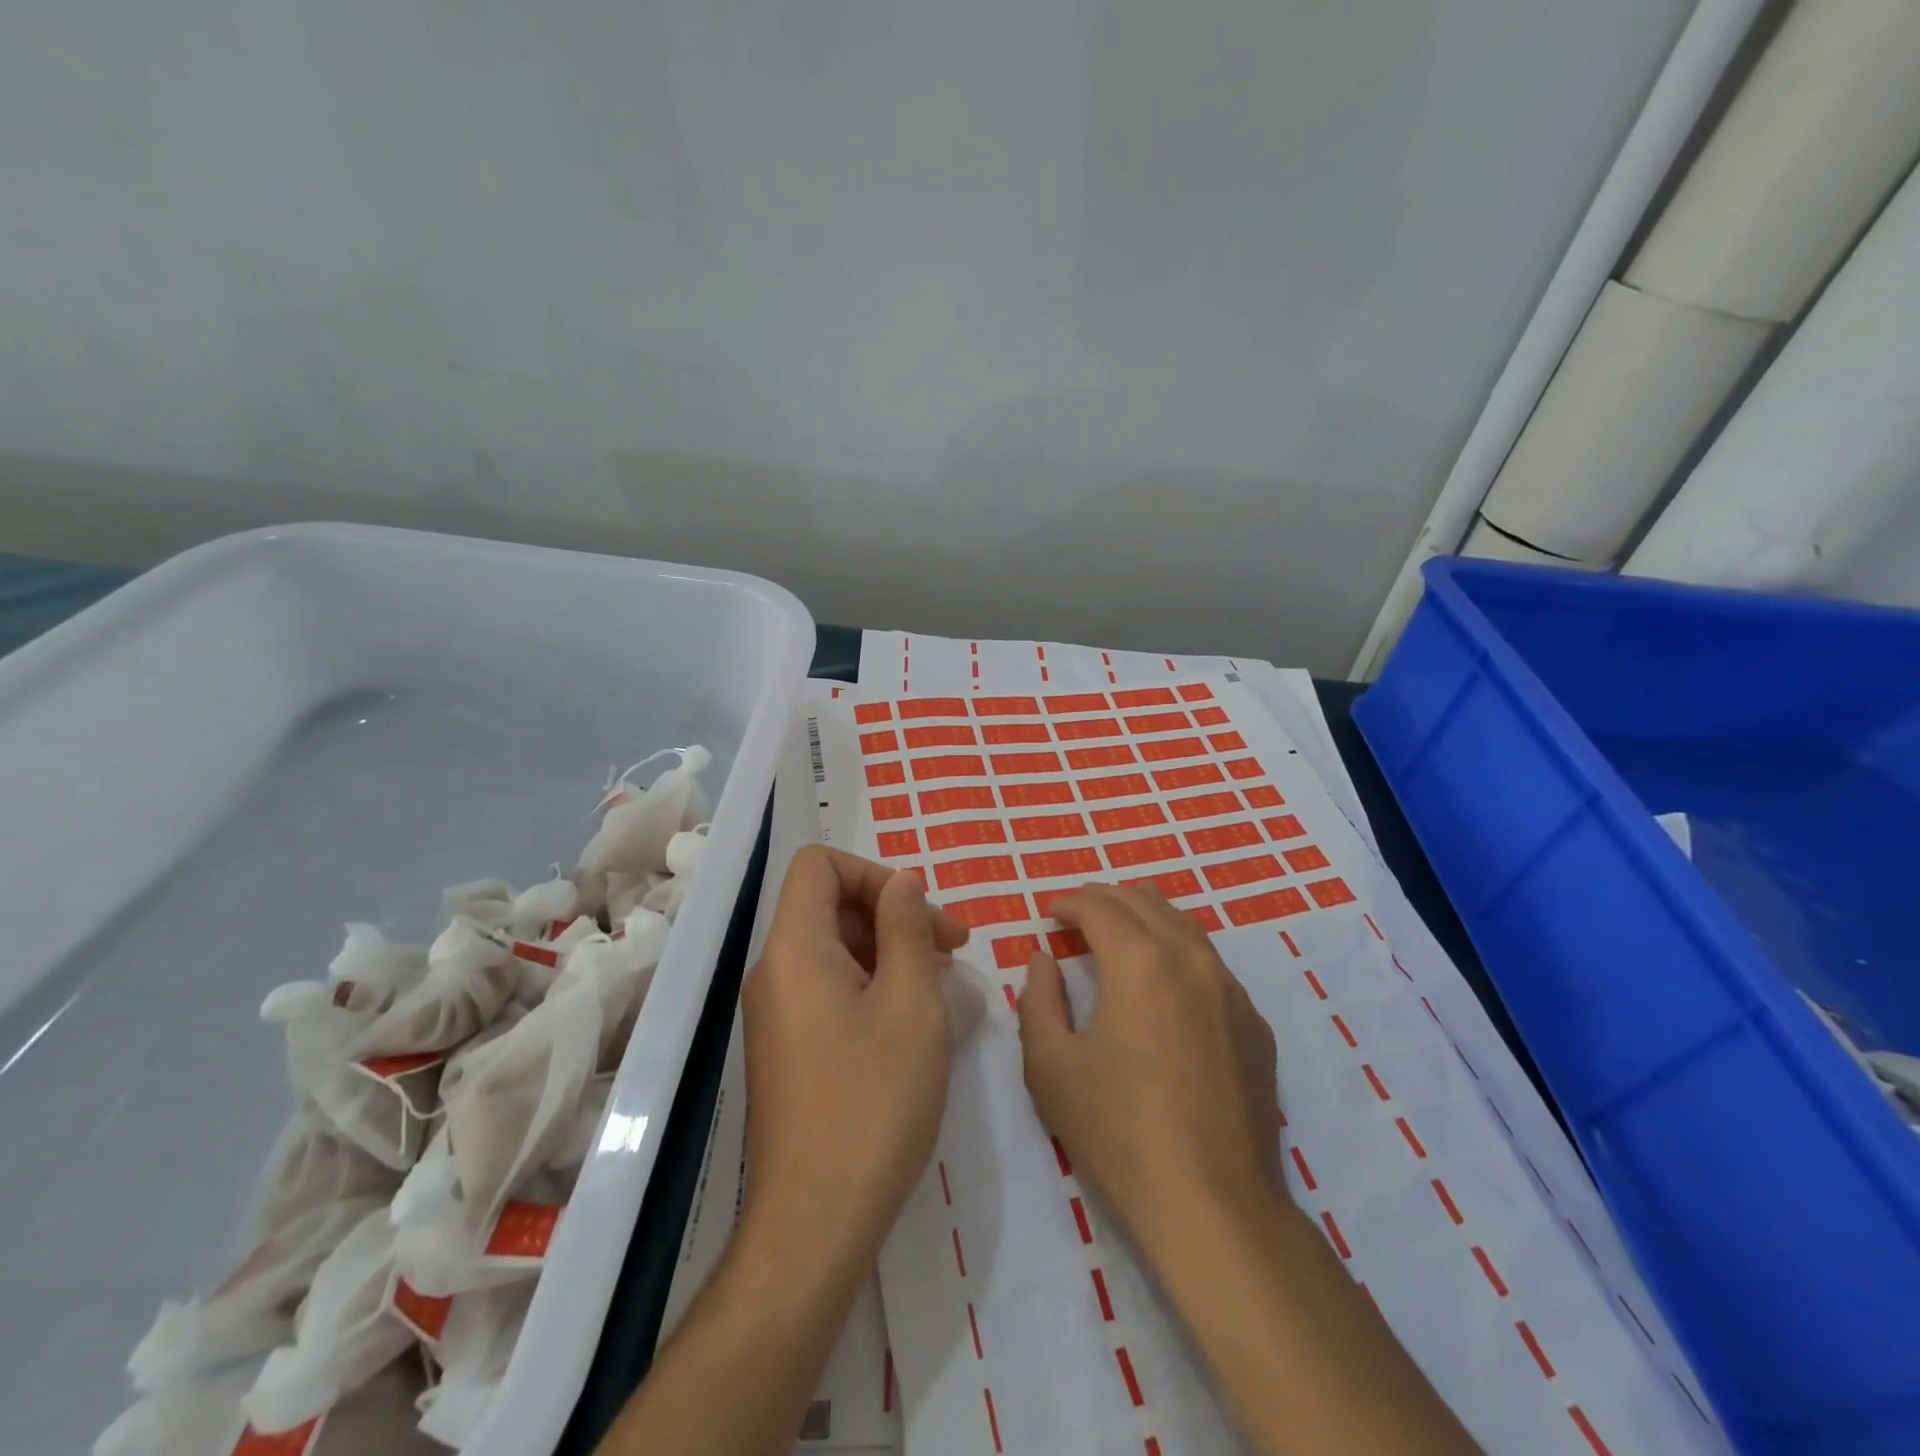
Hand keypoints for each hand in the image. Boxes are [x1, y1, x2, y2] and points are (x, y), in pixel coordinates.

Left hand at [602, 850, 970, 1455]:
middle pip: (828, 904)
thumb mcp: (911, 1004)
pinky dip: (872, 984)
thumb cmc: (873, 1103)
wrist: (814, 1224)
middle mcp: (774, 971)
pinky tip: (913, 1020)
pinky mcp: (787, 1046)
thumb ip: (907, 928)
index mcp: (794, 948)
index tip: (921, 914)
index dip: (873, 872)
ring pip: (833, 947)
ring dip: (889, 950)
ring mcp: (776, 1012)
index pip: (819, 865)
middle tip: (953, 951)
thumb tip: (901, 880)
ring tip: (942, 985)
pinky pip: (828, 987)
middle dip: (893, 913)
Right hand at [1017, 882, 1282, 1251]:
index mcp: (1141, 961)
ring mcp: (1232, 991)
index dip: (1070, 902)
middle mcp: (1192, 960)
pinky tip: (1164, 983)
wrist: (1214, 1206)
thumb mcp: (1050, 1066)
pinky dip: (1178, 953)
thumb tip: (1043, 960)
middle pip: (1146, 902)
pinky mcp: (1254, 1025)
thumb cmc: (1119, 1131)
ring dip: (1145, 918)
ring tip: (1119, 933)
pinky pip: (1211, 965)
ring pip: (1184, 927)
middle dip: (1107, 898)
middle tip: (1079, 913)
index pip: (1101, 906)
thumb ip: (1038, 1000)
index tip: (1050, 911)